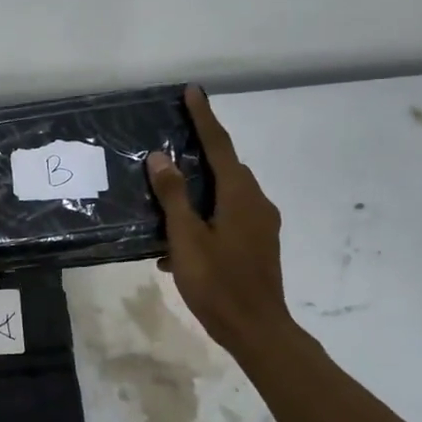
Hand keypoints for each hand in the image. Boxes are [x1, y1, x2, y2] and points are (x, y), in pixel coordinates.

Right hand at [147, 86, 301, 362]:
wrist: (257, 330)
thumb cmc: (218, 283)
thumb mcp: (187, 239)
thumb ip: (173, 196)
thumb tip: (160, 157)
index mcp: (240, 196)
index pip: (220, 145)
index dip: (204, 117)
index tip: (192, 91)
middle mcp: (256, 203)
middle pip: (226, 167)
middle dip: (202, 151)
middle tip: (173, 141)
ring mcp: (260, 225)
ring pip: (226, 194)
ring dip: (199, 190)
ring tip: (168, 195)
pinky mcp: (258, 245)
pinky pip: (228, 217)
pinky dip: (205, 217)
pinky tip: (177, 244)